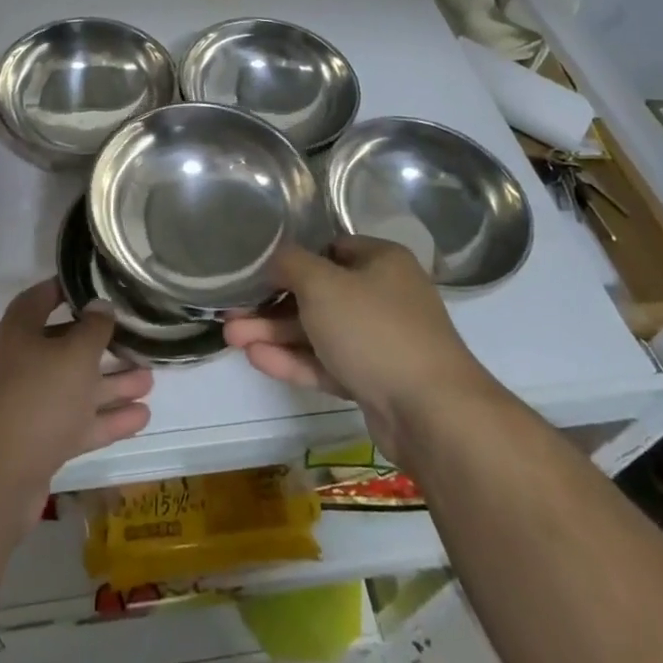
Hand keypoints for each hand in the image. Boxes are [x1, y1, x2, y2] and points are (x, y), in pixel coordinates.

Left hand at [0, 281, 152, 519]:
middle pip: (64, 347)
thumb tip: (101, 306)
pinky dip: (106, 419)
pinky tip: (141, 417)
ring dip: (111, 384)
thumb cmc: (35, 399)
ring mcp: (28, 407)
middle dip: (101, 345)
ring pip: (75, 388)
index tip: (95, 284)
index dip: (65, 288)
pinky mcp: (38, 443)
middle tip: (135, 339)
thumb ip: (94, 329)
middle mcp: (20, 365)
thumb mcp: (73, 355)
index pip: (40, 299)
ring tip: (149, 380)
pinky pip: (77, 422)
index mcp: (18, 333)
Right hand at [224, 237, 500, 462]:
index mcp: (381, 261)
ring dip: (275, 334)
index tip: (255, 271)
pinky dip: (295, 360)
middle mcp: (383, 296)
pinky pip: (328, 363)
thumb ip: (290, 264)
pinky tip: (257, 359)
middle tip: (231, 312)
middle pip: (318, 294)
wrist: (431, 413)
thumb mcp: (322, 284)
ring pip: (319, 331)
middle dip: (271, 305)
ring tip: (231, 338)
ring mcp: (380, 342)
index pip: (328, 249)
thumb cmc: (374, 329)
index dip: (291, 259)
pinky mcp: (374, 381)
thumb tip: (272, 254)